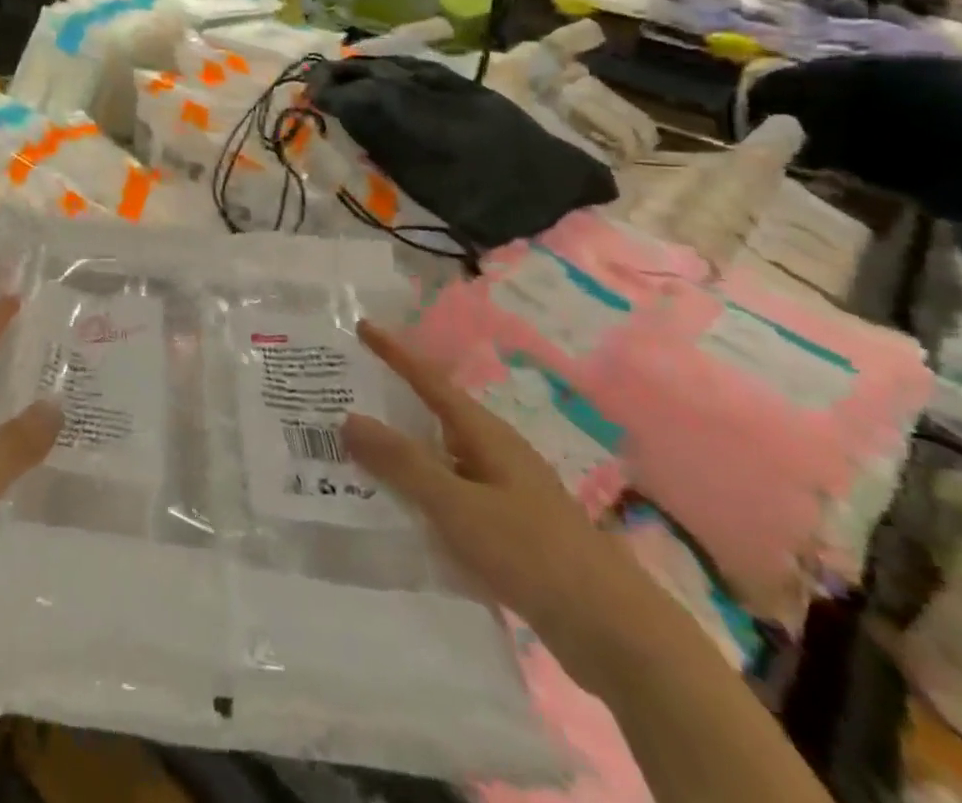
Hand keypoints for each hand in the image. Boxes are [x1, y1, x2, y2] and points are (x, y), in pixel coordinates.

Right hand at [342, 320, 676, 696]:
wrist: (616, 635)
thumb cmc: (532, 553)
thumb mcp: (457, 505)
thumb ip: (403, 463)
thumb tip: (348, 418)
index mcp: (486, 435)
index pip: (429, 380)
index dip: (395, 354)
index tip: (362, 327)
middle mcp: (496, 454)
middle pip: (434, 415)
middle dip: (392, 402)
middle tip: (344, 393)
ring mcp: (506, 493)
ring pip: (442, 459)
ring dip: (403, 452)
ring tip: (356, 451)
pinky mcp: (510, 531)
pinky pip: (452, 496)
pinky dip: (421, 493)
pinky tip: (398, 511)